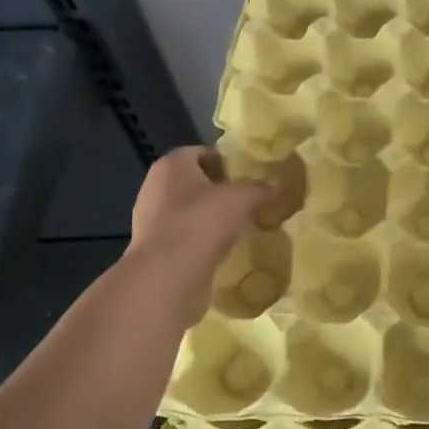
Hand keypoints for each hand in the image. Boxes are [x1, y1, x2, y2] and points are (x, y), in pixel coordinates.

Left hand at [124, 147, 275, 320]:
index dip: (226, 161)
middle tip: (247, 200)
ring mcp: (150, 219)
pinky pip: (184, 235)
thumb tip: (278, 184)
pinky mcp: (154, 248)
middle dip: (220, 190)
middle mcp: (155, 186)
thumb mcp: (243, 198)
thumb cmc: (202, 221)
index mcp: (171, 164)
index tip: (248, 176)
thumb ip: (261, 189)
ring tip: (239, 225)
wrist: (168, 276)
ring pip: (188, 209)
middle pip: (194, 181)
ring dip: (210, 216)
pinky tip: (222, 247)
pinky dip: (201, 238)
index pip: (202, 152)